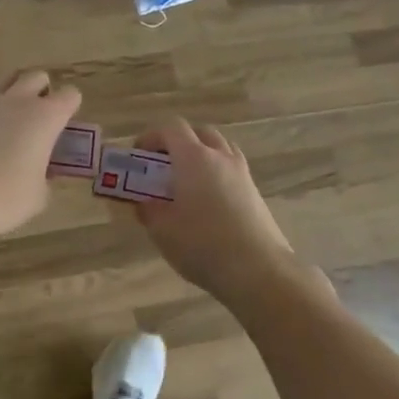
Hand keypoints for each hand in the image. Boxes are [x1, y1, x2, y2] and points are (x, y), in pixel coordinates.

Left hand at [0, 70, 82, 244]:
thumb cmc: (4, 197)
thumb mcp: (38, 195)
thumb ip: (45, 177)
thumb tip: (41, 172)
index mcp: (45, 117)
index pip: (70, 95)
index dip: (70, 108)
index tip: (65, 127)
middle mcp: (17, 101)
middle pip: (37, 77)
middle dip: (42, 91)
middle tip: (40, 118)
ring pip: (5, 80)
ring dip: (13, 92)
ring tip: (11, 119)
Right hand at [134, 118, 302, 302]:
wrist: (259, 270)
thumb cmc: (203, 245)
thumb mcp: (162, 231)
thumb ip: (148, 210)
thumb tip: (144, 203)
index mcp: (194, 158)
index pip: (171, 128)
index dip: (151, 137)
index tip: (139, 155)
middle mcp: (220, 157)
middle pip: (199, 133)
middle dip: (179, 143)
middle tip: (164, 166)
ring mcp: (242, 173)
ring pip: (220, 149)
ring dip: (201, 155)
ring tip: (187, 182)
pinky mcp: (255, 192)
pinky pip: (232, 169)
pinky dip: (217, 173)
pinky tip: (208, 202)